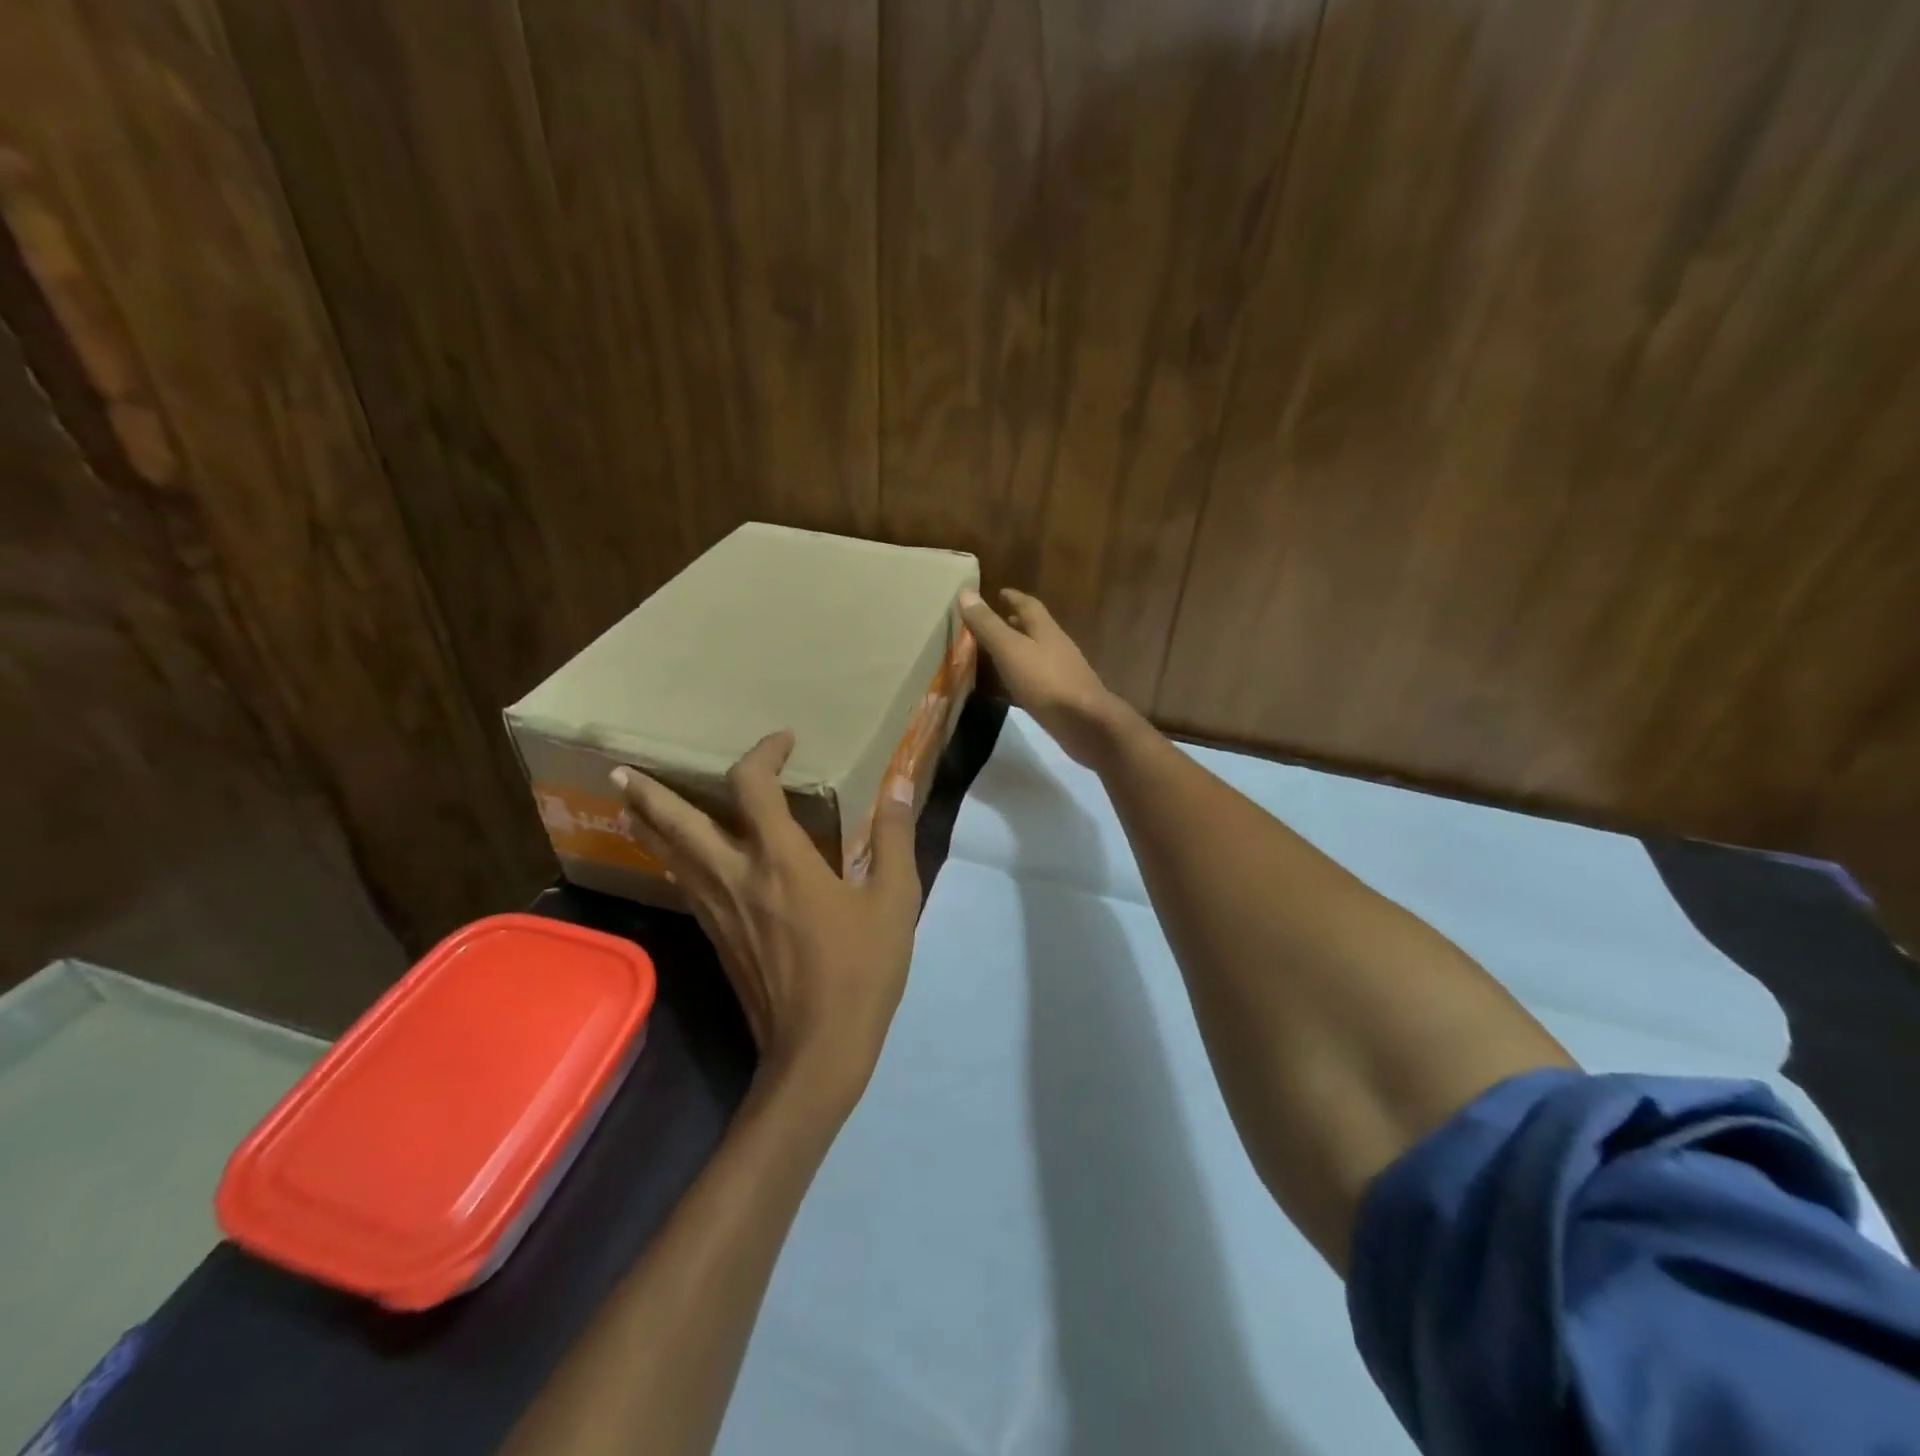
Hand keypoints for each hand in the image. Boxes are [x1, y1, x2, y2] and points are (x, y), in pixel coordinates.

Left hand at [612, 731, 920, 1101]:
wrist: (817, 1051)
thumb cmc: (860, 970)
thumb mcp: (895, 899)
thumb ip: (894, 836)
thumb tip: (898, 782)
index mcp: (781, 859)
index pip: (753, 786)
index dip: (763, 753)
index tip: (783, 741)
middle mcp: (736, 876)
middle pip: (678, 824)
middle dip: (650, 793)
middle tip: (622, 771)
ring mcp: (717, 911)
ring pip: (669, 857)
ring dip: (648, 825)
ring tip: (629, 805)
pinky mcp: (715, 939)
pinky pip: (683, 886)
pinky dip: (669, 861)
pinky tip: (672, 862)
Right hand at [957, 588, 1130, 767]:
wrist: (1085, 723)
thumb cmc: (1046, 682)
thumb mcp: (1010, 650)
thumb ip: (988, 625)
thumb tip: (965, 592)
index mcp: (1045, 630)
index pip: (1029, 605)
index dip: (1013, 597)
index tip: (999, 592)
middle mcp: (1057, 646)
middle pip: (1036, 628)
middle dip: (1017, 621)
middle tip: (997, 620)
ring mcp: (1062, 672)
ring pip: (1038, 652)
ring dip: (1020, 648)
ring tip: (999, 651)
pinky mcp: (1062, 696)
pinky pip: (1039, 678)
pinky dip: (1024, 674)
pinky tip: (1013, 685)